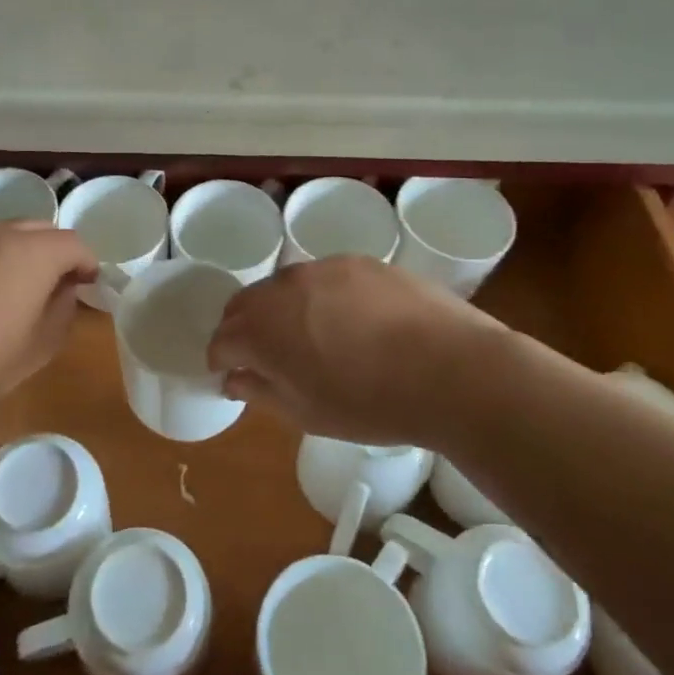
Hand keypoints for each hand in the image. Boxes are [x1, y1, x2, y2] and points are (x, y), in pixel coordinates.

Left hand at [0, 222, 96, 409]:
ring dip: (19, 253)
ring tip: (12, 288)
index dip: (87, 263)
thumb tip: (64, 290)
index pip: (74, 244)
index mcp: (34, 252)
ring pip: (5, 234)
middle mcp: (1, 232)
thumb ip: (63, 311)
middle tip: (54, 284)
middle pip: (41, 230)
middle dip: (55, 252)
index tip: (87, 285)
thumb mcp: (40, 346)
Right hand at [206, 257, 507, 446]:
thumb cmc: (372, 404)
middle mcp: (282, 288)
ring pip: (284, 286)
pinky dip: (321, 297)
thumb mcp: (307, 413)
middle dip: (244, 330)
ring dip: (282, 310)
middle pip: (244, 305)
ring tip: (312, 337)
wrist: (451, 370)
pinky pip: (323, 277)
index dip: (222, 361)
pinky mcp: (358, 261)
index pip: (221, 340)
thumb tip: (233, 378)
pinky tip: (352, 321)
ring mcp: (322, 268)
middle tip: (266, 357)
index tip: (234, 377)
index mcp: (261, 329)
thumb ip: (260, 391)